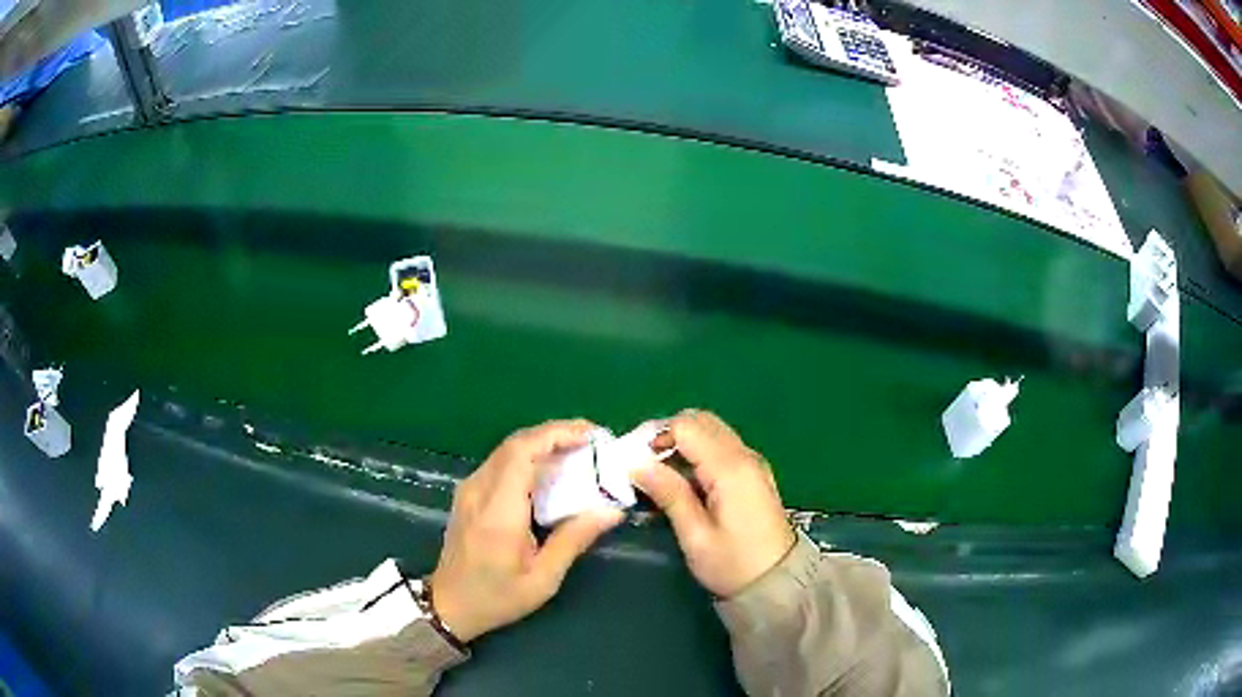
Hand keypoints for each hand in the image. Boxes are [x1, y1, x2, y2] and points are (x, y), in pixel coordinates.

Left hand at [430, 420, 623, 641]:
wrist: (448, 605)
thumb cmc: (497, 596)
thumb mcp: (543, 578)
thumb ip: (574, 539)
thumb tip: (612, 510)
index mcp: (498, 510)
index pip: (522, 452)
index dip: (557, 435)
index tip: (591, 436)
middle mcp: (479, 490)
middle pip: (516, 443)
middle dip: (556, 434)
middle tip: (592, 441)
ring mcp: (469, 489)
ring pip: (507, 450)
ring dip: (542, 444)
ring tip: (578, 452)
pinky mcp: (468, 493)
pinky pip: (500, 463)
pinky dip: (528, 457)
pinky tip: (549, 472)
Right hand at [632, 410, 794, 597]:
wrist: (778, 583)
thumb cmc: (733, 564)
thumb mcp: (695, 535)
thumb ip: (669, 494)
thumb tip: (636, 464)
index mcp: (730, 468)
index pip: (686, 426)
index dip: (654, 435)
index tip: (632, 460)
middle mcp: (744, 455)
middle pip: (700, 420)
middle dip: (667, 434)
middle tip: (643, 464)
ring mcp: (752, 463)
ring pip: (711, 431)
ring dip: (682, 443)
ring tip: (658, 475)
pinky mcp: (753, 474)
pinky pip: (721, 447)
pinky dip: (697, 453)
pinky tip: (683, 482)